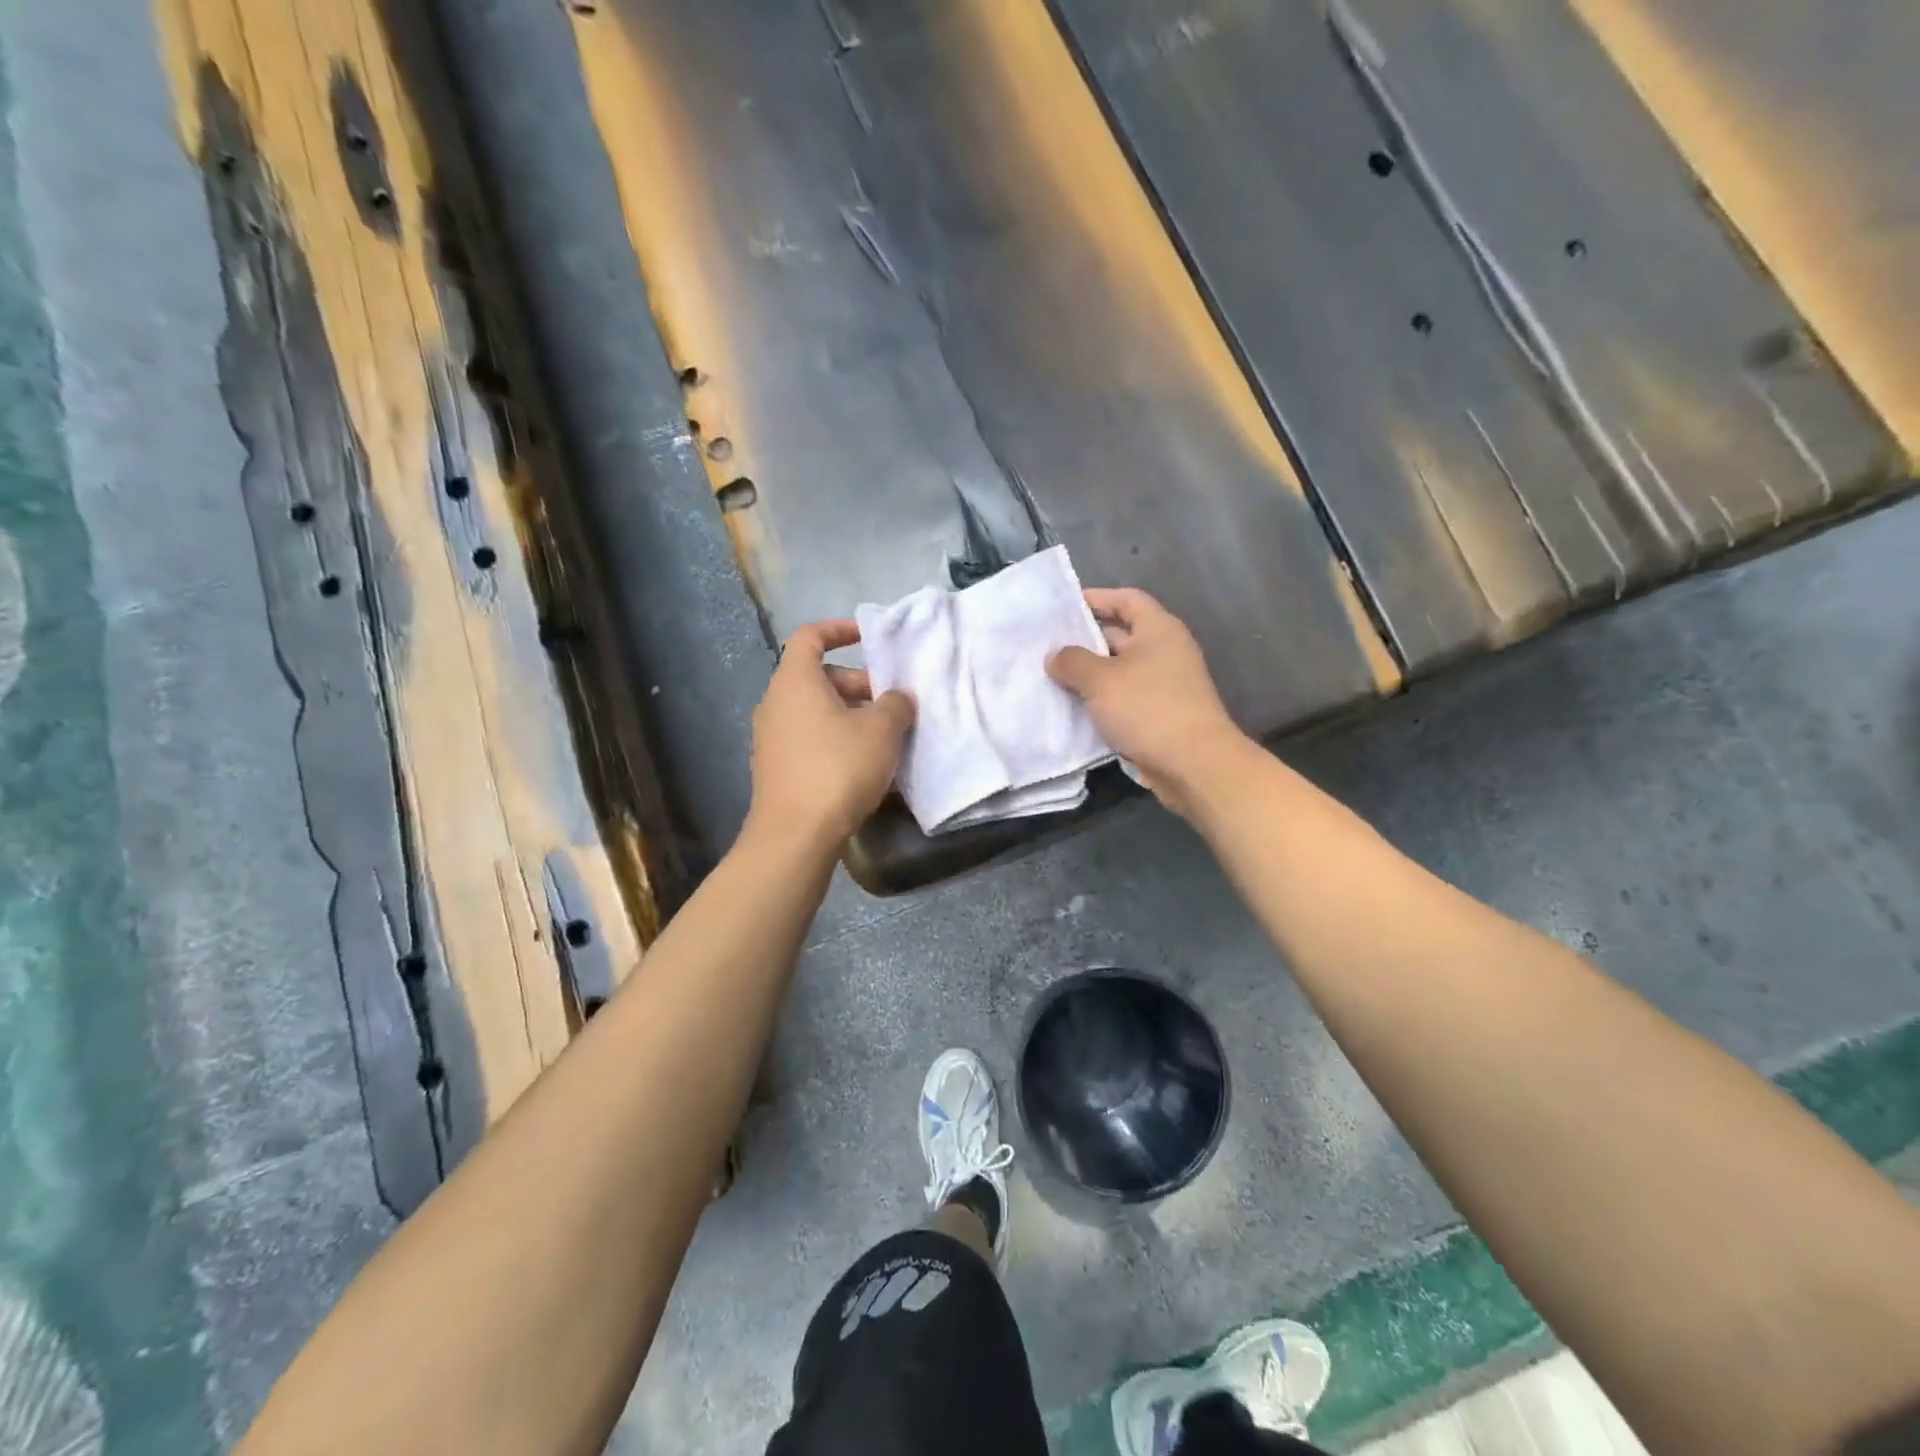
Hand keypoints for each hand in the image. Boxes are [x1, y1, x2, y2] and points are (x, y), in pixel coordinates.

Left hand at [747, 620, 915, 850]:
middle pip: (818, 677)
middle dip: (858, 684)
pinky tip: (864, 765)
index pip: (810, 636)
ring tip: (885, 736)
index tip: (868, 637)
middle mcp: (776, 703)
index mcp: (795, 681)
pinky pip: (809, 739)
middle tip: (892, 703)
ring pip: (816, 711)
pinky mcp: (776, 768)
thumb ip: (896, 704)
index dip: (839, 630)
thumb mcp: (881, 730)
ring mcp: (771, 738)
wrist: (795, 835)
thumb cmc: (838, 768)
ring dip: (850, 715)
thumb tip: (898, 697)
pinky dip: (836, 739)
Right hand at [1046, 588, 1250, 816]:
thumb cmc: (1148, 708)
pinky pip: (1124, 698)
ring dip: (1089, 674)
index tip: (1063, 608)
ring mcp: (1165, 685)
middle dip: (1085, 640)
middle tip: (1047, 647)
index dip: (1096, 598)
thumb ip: (1072, 661)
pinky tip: (1072, 708)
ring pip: (1119, 671)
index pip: (1127, 599)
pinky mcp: (1160, 714)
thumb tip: (1055, 655)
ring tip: (1052, 677)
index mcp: (1159, 630)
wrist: (1193, 764)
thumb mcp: (1101, 679)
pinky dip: (1101, 700)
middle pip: (1121, 635)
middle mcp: (1165, 651)